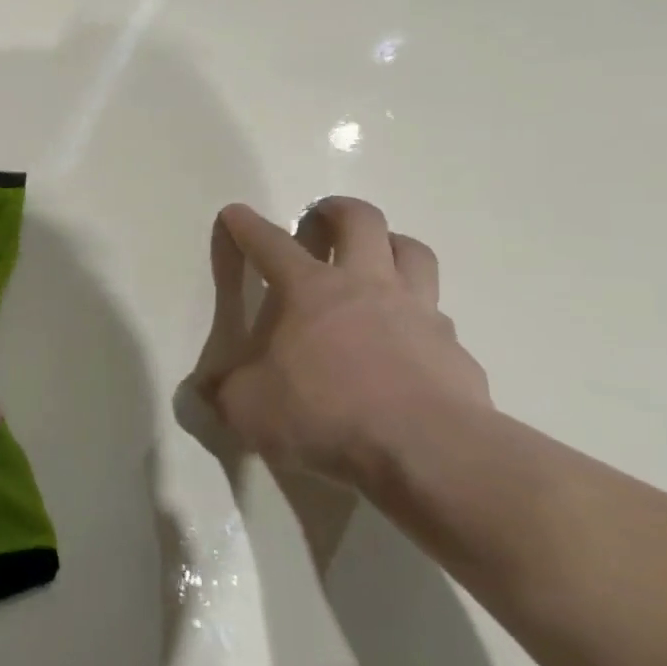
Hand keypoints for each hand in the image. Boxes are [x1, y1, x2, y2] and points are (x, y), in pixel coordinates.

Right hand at [196, 197, 493, 491]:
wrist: (429, 454)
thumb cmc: (324, 415)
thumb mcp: (248, 408)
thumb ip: (228, 390)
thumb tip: (211, 389)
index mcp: (309, 290)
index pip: (270, 243)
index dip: (248, 226)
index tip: (236, 214)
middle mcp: (366, 287)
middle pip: (361, 221)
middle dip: (336, 210)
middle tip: (322, 217)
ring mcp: (418, 313)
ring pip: (413, 253)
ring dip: (391, 244)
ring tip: (377, 256)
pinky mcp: (456, 350)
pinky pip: (438, 317)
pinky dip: (418, 317)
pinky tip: (407, 340)